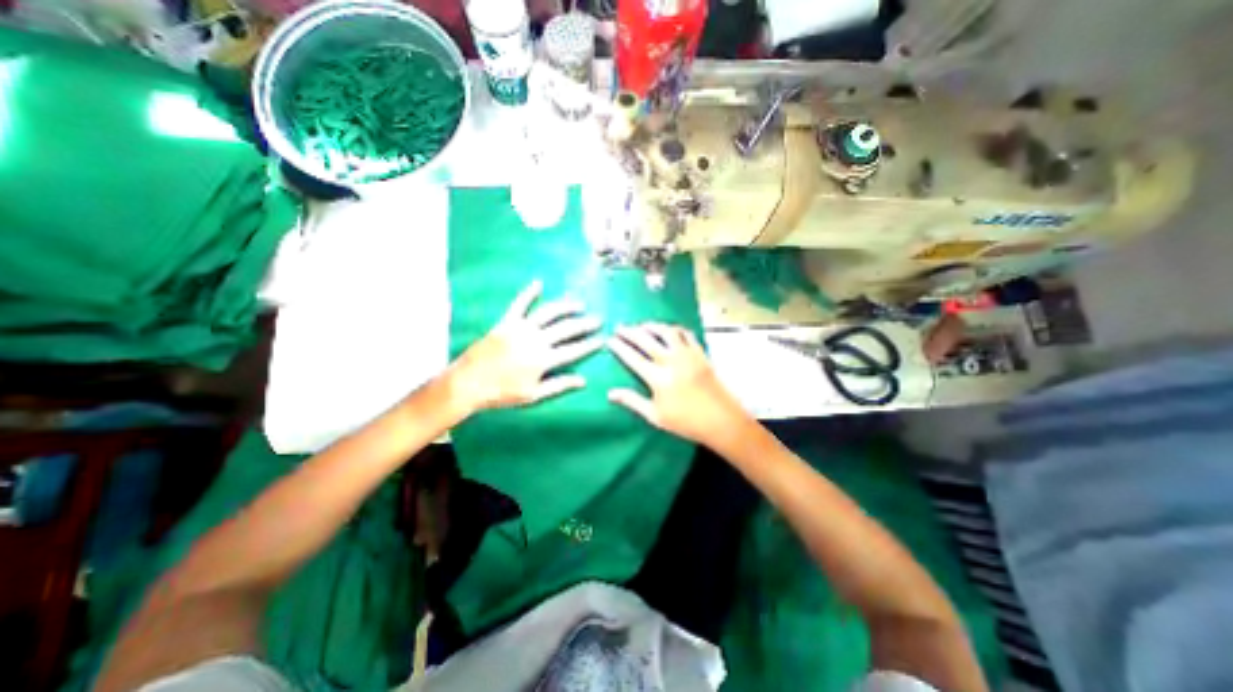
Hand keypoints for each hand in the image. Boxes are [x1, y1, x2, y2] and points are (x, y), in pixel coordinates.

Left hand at [446, 279, 605, 411]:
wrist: (468, 383)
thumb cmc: (502, 393)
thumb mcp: (533, 395)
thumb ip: (559, 385)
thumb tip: (583, 381)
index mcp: (543, 359)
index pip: (573, 350)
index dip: (590, 344)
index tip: (602, 339)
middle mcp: (536, 340)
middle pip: (566, 328)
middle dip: (585, 323)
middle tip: (598, 319)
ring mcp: (520, 328)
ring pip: (548, 312)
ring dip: (566, 306)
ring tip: (579, 303)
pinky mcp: (506, 322)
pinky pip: (519, 304)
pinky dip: (529, 292)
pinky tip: (539, 283)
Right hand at [606, 322, 739, 444]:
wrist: (721, 420)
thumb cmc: (686, 422)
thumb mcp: (655, 416)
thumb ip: (632, 401)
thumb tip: (610, 393)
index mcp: (658, 378)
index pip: (633, 357)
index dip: (619, 347)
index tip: (610, 339)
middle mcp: (671, 361)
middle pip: (646, 340)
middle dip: (630, 331)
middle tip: (620, 327)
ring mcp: (688, 355)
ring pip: (667, 332)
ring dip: (652, 326)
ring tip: (642, 326)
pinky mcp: (700, 353)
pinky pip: (686, 334)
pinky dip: (674, 329)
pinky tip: (669, 330)